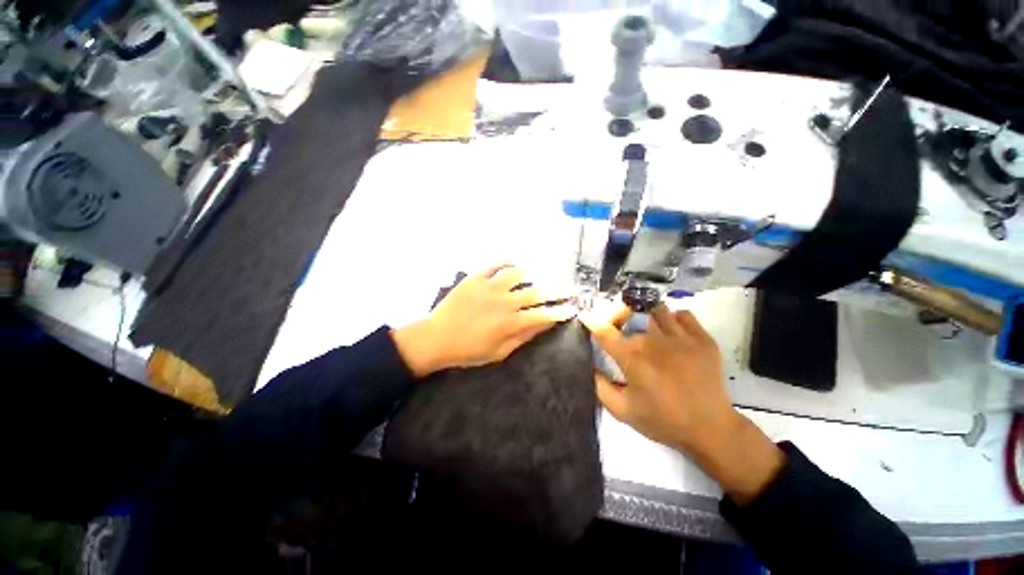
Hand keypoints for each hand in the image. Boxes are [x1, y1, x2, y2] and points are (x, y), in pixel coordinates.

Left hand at [392, 265, 575, 377]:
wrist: (436, 338)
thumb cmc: (468, 351)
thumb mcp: (498, 352)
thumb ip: (523, 337)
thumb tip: (543, 325)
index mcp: (510, 322)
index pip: (543, 315)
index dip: (560, 312)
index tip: (571, 309)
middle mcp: (504, 301)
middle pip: (535, 292)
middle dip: (555, 291)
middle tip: (565, 289)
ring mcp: (489, 286)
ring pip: (517, 273)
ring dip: (530, 275)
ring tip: (535, 277)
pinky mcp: (475, 278)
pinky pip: (494, 264)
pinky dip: (506, 262)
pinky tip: (513, 265)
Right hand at [583, 302, 733, 452]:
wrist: (710, 429)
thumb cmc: (663, 421)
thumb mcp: (623, 411)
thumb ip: (600, 387)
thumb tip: (591, 366)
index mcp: (632, 358)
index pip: (604, 330)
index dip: (593, 323)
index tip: (590, 322)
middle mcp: (653, 341)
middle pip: (629, 315)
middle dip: (620, 319)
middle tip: (622, 330)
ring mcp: (680, 337)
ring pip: (656, 310)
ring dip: (647, 316)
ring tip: (648, 328)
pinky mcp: (702, 339)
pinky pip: (683, 314)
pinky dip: (674, 318)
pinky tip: (672, 332)